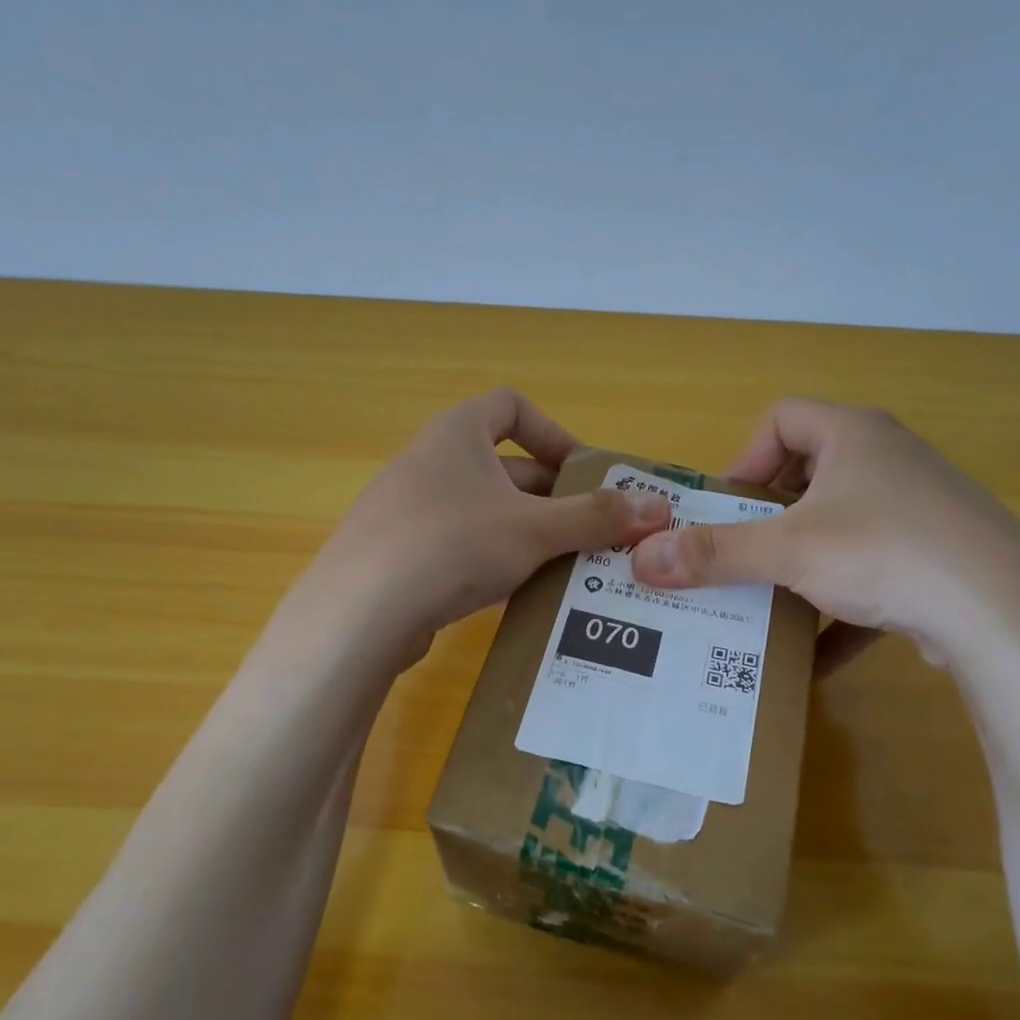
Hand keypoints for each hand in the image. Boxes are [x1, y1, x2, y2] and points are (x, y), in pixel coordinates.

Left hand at [302, 388, 673, 662]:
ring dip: (526, 533)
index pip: (511, 406)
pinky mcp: (396, 554)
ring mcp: (406, 509)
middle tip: (589, 532)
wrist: (360, 614)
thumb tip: (659, 508)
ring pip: (482, 510)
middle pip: (503, 465)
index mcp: (457, 434)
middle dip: (551, 496)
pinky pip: (457, 544)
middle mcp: (427, 461)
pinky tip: (513, 592)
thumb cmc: (454, 546)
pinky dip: (491, 559)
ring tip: (562, 566)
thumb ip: (596, 517)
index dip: (555, 433)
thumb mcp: (535, 529)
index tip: (584, 474)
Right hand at [630, 397, 1019, 675]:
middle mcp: (890, 460)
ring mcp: (920, 510)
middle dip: (768, 519)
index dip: (744, 458)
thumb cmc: (884, 552)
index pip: (782, 418)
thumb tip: (642, 559)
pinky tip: (817, 653)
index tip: (726, 509)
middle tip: (739, 557)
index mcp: (855, 435)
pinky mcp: (939, 558)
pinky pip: (874, 573)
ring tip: (770, 602)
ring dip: (802, 564)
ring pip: (842, 527)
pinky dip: (842, 607)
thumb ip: (715, 554)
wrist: (1002, 612)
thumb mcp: (789, 551)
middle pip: (809, 474)